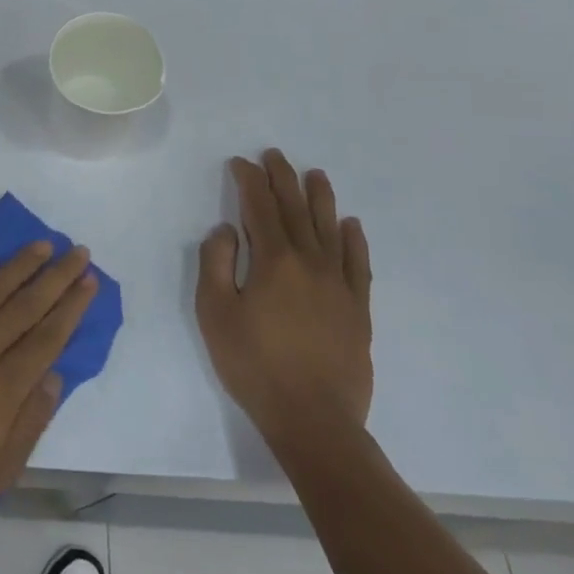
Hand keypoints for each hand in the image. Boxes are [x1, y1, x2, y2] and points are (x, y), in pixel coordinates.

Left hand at [0, 242, 97, 536]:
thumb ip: (29, 424)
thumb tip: (55, 378)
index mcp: (4, 390)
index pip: (48, 338)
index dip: (71, 307)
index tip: (89, 281)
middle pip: (27, 306)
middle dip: (57, 277)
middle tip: (78, 251)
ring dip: (20, 266)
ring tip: (43, 245)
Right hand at [196, 149, 373, 457]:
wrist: (314, 419)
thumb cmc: (254, 365)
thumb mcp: (215, 313)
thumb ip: (215, 264)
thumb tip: (226, 231)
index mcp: (273, 261)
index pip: (259, 208)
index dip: (249, 181)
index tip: (240, 163)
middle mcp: (310, 262)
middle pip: (295, 210)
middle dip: (282, 179)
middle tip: (275, 155)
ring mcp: (339, 285)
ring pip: (330, 229)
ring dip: (320, 199)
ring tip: (315, 174)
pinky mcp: (358, 309)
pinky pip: (359, 264)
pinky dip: (354, 240)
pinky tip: (351, 225)